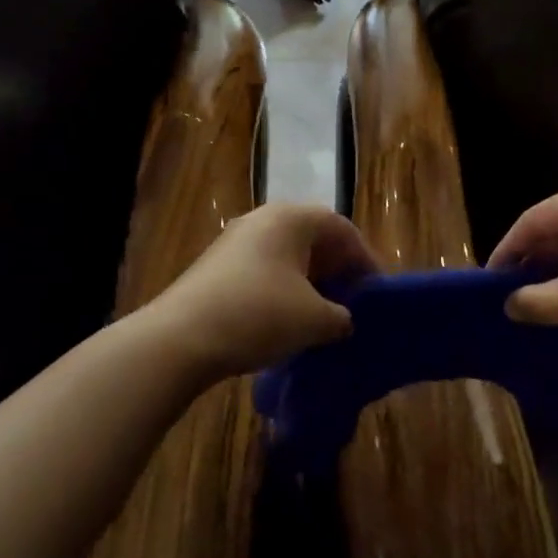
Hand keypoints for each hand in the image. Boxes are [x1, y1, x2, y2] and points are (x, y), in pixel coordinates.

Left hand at [143, 202, 378, 383]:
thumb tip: (343, 320)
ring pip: (286, 256)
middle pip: (313, 238)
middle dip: (337, 270)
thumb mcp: (315, 320)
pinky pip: (264, 271)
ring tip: (324, 316)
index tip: (376, 291)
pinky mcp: (216, 267)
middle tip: (353, 302)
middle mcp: (263, 220)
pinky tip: (288, 322)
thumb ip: (341, 317)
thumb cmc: (259, 315)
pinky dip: (283, 291)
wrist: (181, 338)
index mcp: (291, 218)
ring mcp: (235, 242)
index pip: (341, 228)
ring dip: (310, 282)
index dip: (364, 259)